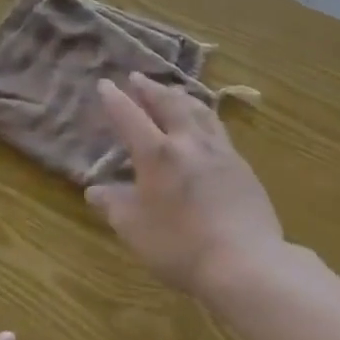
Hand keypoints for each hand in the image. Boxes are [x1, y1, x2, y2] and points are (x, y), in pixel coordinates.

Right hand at [85, 73, 286, 293]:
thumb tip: (94, 190)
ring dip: (181, 97)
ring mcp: (220, 151)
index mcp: (157, 154)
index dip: (115, 100)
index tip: (104, 84)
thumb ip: (113, 205)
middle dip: (150, 88)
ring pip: (199, 110)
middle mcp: (188, 142)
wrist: (245, 262)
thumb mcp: (134, 229)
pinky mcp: (242, 165)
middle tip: (139, 78)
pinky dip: (204, 116)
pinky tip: (206, 126)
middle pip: (168, 103)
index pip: (130, 117)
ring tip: (174, 92)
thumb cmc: (180, 246)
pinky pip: (218, 128)